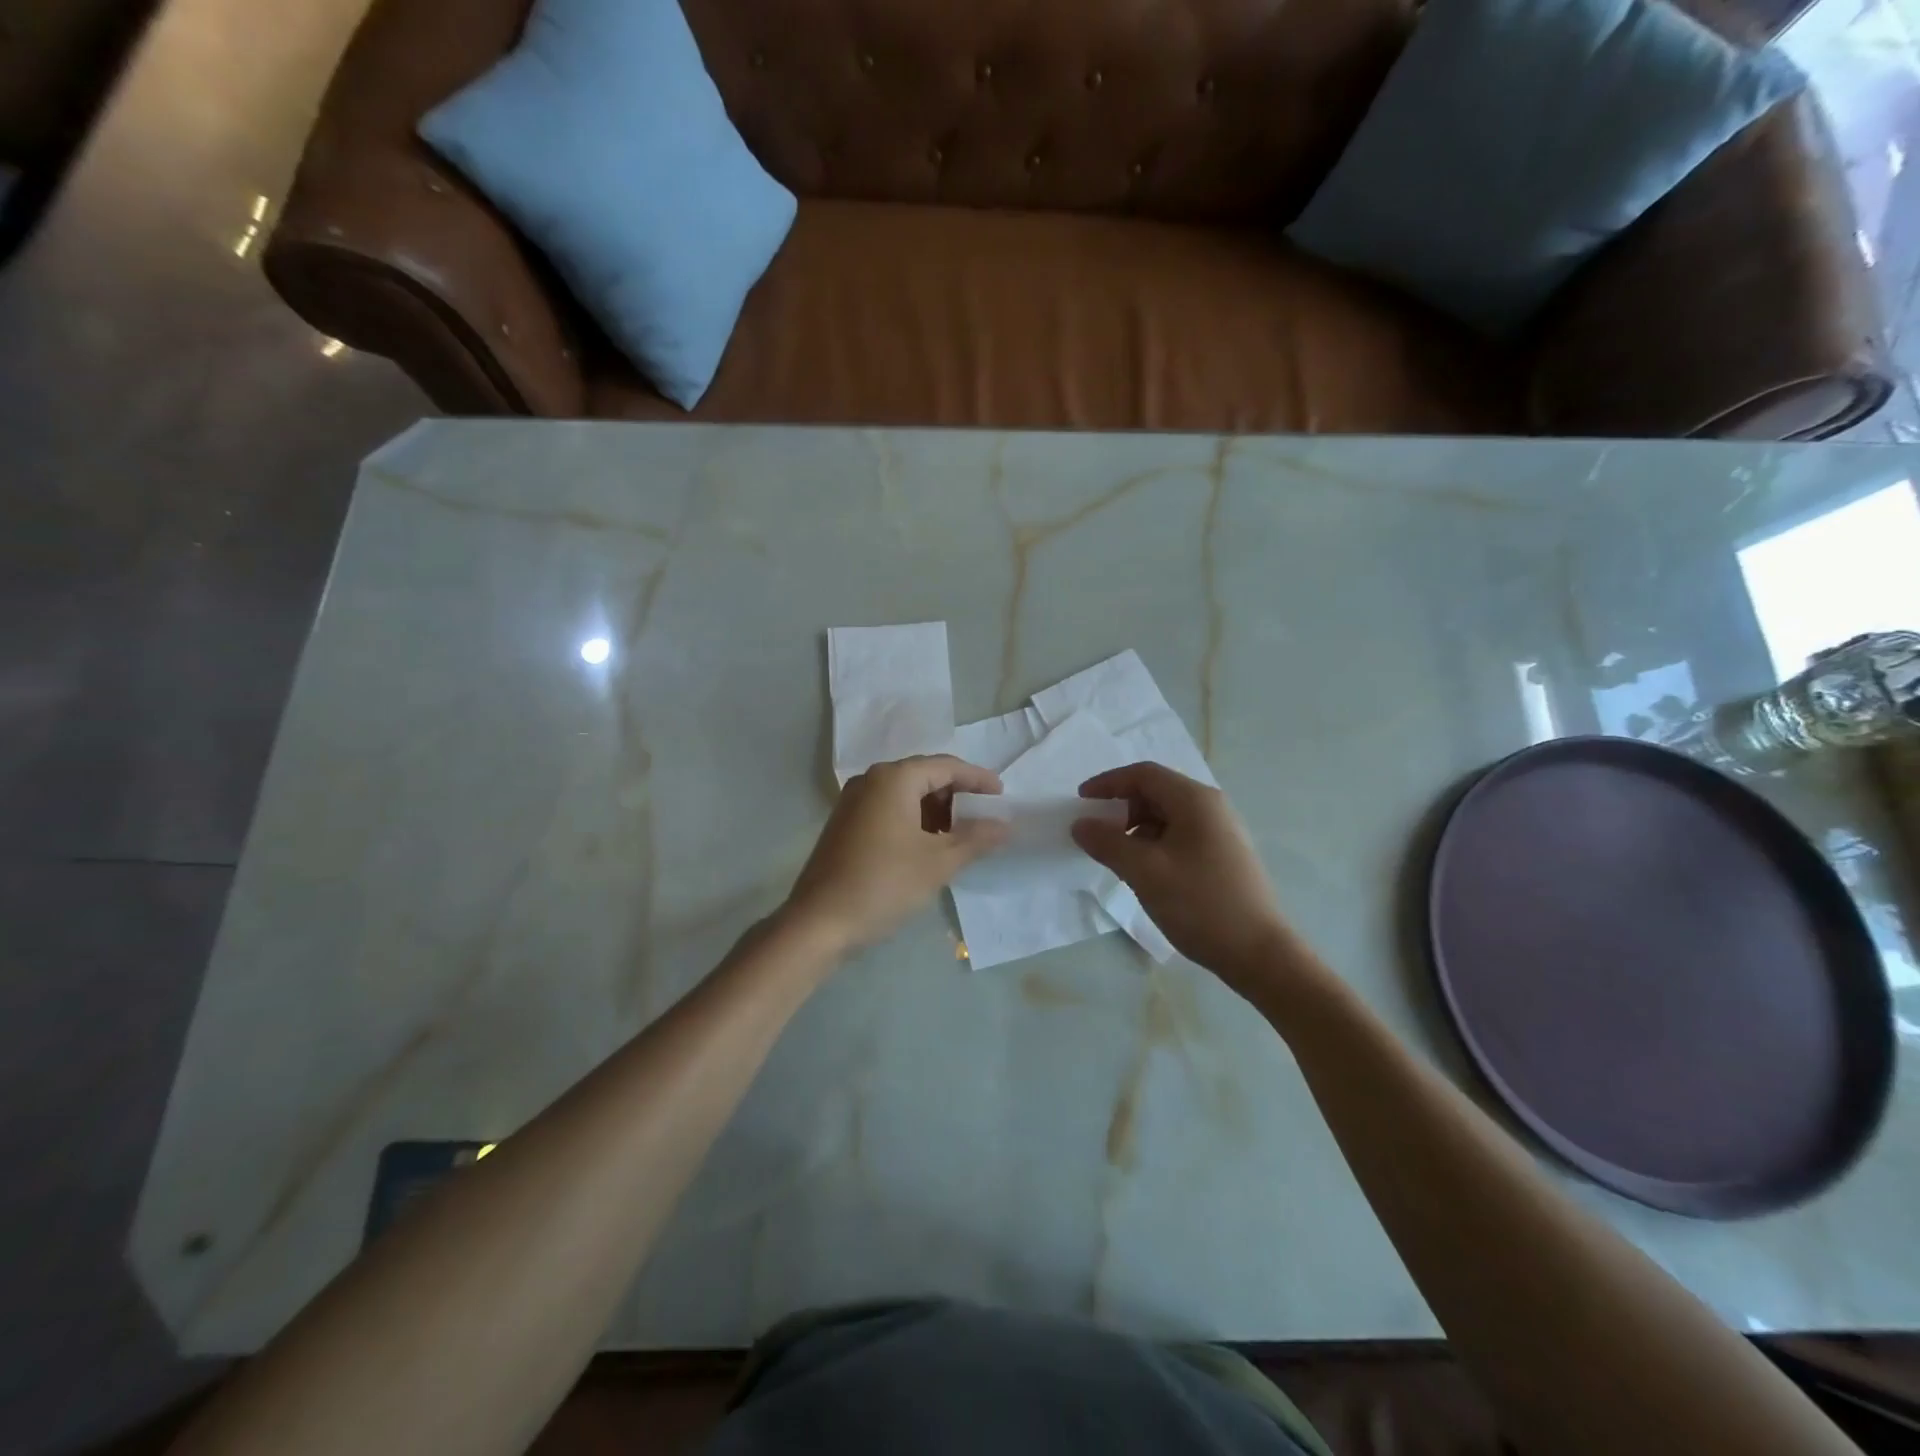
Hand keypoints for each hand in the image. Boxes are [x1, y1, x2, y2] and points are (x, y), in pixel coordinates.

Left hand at [785, 755, 1007, 951]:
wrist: (819, 923)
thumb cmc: (884, 884)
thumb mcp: (939, 862)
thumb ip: (976, 839)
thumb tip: (1004, 826)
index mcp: (894, 778)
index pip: (946, 766)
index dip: (977, 779)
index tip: (1002, 795)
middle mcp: (871, 780)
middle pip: (924, 776)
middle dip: (956, 795)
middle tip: (984, 817)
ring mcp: (854, 802)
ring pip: (905, 795)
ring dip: (936, 811)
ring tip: (962, 835)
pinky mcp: (846, 824)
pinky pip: (889, 810)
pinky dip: (914, 821)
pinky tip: (929, 846)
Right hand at [1073, 762, 1294, 991]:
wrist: (1259, 953)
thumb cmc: (1199, 904)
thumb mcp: (1144, 872)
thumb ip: (1107, 843)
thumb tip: (1080, 824)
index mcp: (1195, 800)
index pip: (1143, 774)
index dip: (1108, 783)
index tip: (1081, 802)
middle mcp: (1211, 807)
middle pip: (1156, 792)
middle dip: (1121, 808)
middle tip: (1097, 834)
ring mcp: (1221, 832)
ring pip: (1168, 816)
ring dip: (1136, 829)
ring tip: (1118, 858)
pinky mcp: (1224, 856)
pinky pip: (1180, 836)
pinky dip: (1154, 844)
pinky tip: (1145, 872)